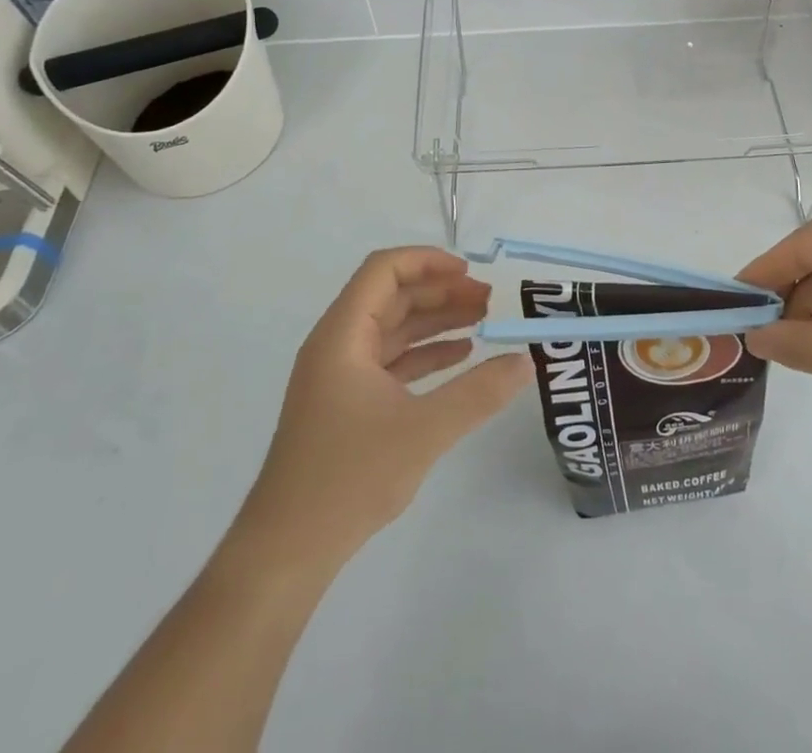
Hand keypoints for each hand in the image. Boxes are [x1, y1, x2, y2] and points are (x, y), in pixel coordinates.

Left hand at [244, 248, 532, 556]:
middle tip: (489, 300)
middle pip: (392, 297)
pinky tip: (460, 357)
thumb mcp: (424, 431)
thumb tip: (525, 362)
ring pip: (393, 329)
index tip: (469, 273)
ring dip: (436, 321)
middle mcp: (338, 345)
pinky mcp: (347, 404)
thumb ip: (478, 392)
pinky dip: (425, 353)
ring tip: (484, 321)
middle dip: (441, 292)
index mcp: (343, 335)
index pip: (384, 270)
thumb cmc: (349, 478)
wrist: (286, 551)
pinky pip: (391, 361)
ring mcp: (340, 376)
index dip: (427, 261)